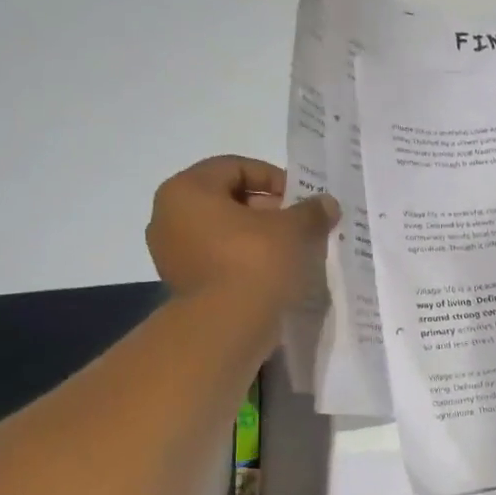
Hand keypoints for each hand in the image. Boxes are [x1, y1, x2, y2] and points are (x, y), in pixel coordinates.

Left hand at [145, 156, 338, 308]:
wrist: (226, 327)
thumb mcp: (293, 230)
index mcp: (187, 190)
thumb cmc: (255, 263)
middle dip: (268, 209)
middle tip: (299, 225)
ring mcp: (171, 252)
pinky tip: (273, 273)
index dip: (274, 178)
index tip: (301, 199)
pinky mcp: (183, 283)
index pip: (235, 167)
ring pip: (223, 232)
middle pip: (227, 199)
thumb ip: (311, 211)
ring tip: (291, 251)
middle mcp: (168, 215)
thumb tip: (327, 203)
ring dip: (257, 237)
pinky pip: (218, 259)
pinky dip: (244, 260)